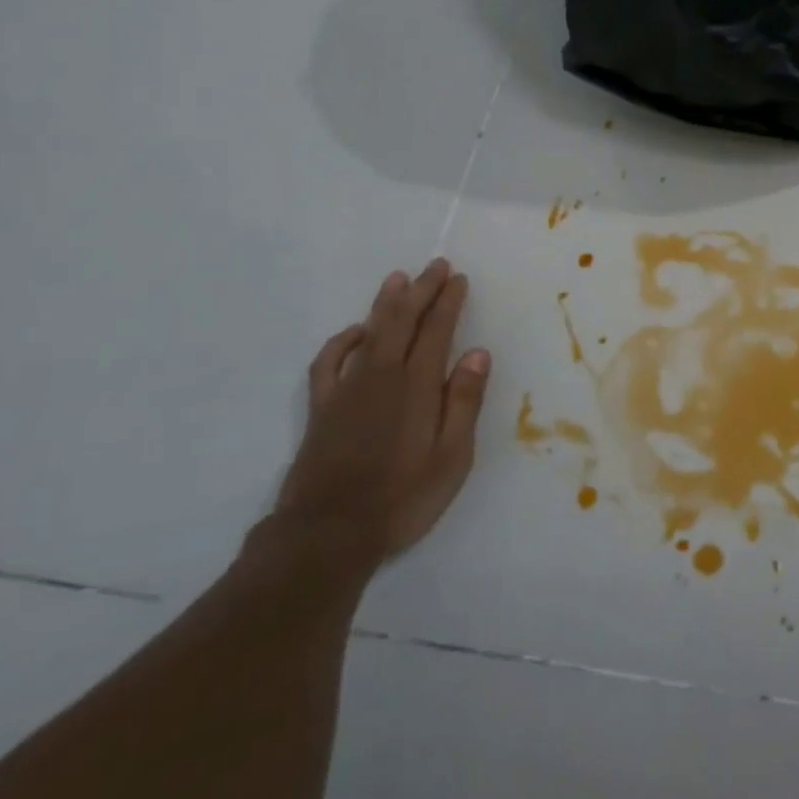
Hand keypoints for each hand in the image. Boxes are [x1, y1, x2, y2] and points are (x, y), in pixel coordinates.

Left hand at [267, 259, 490, 574]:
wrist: (328, 532)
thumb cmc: (403, 497)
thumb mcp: (452, 456)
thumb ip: (463, 402)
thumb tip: (477, 354)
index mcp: (417, 386)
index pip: (436, 331)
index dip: (448, 302)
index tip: (458, 279)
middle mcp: (382, 377)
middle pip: (402, 321)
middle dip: (421, 290)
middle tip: (436, 265)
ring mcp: (347, 389)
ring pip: (369, 332)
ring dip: (385, 303)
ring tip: (399, 279)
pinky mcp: (321, 408)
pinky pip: (329, 361)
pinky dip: (343, 340)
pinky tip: (355, 332)